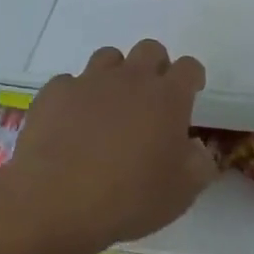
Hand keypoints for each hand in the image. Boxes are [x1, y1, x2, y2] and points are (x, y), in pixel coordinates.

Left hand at [10, 40, 216, 247]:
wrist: (55, 203)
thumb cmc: (129, 198)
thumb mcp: (183, 192)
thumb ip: (200, 163)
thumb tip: (196, 148)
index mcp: (167, 97)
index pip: (189, 68)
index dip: (192, 78)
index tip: (190, 94)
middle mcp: (131, 79)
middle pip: (150, 50)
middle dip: (156, 67)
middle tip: (151, 99)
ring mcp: (89, 82)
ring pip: (109, 57)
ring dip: (116, 75)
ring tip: (110, 107)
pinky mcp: (54, 94)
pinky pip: (70, 83)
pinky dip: (76, 97)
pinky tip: (72, 124)